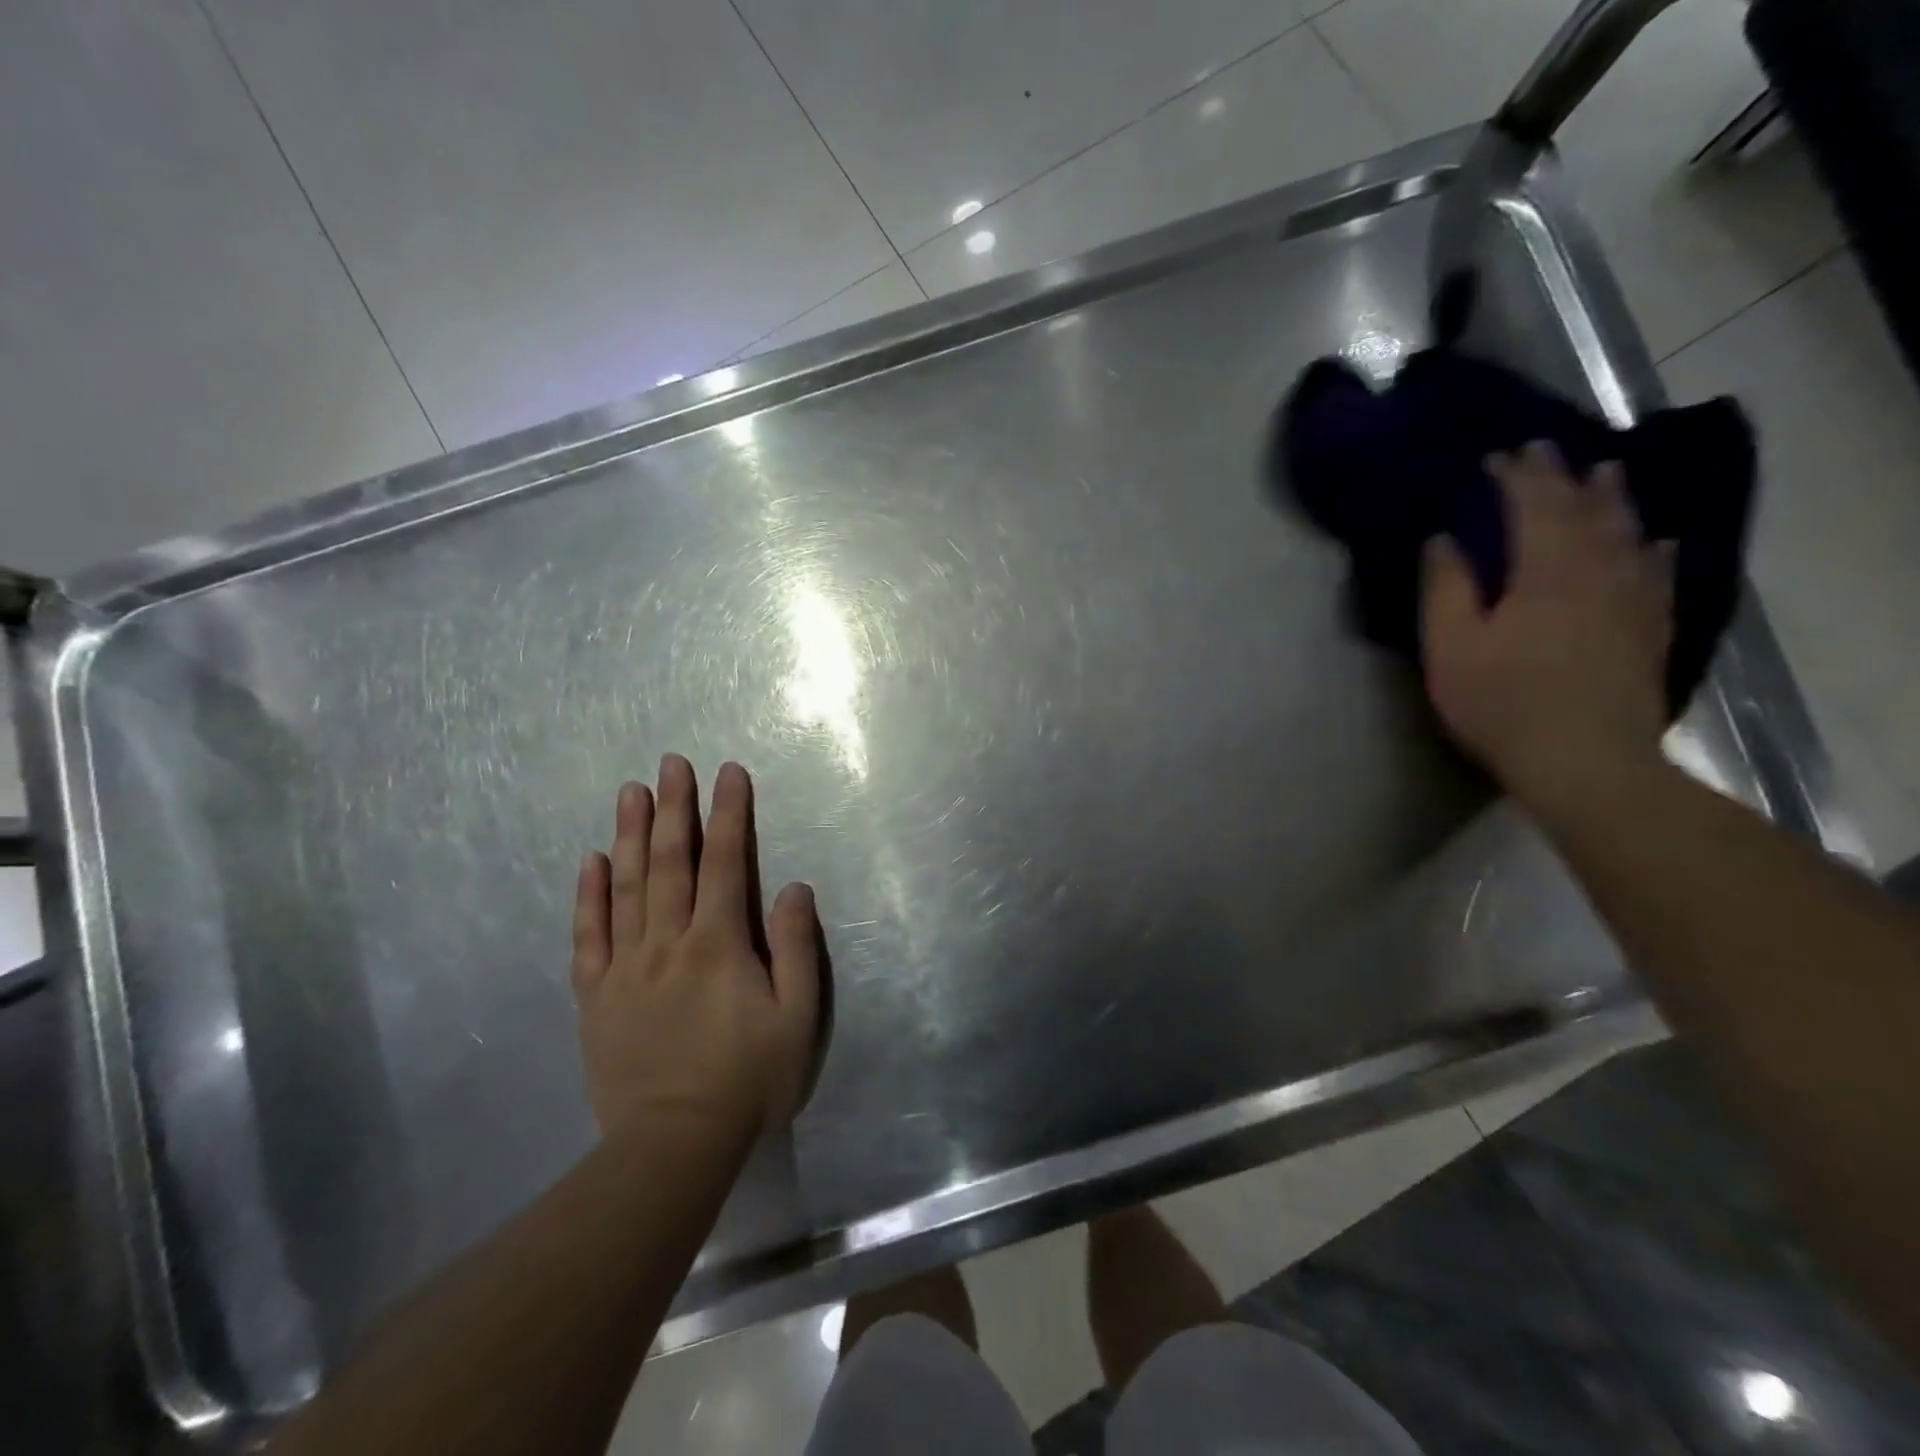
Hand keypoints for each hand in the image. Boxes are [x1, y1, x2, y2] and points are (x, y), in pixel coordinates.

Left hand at [572, 755, 823, 1142]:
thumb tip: (791, 887)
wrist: (674, 1146)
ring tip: (631, 792)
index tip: (728, 772)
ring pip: (627, 887)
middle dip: (675, 808)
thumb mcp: (797, 1018)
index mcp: (718, 943)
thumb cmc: (748, 1080)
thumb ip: (796, 948)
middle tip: (671, 763)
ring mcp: (626, 967)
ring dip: (631, 835)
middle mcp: (668, 942)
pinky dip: (589, 896)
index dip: (729, 814)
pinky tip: (591, 861)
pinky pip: (589, 936)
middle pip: (671, 862)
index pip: (724, 862)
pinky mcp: (596, 996)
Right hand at [1422, 442, 1672, 811]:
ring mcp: (1632, 601)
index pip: (1533, 506)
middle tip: (1546, 449)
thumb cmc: (1501, 701)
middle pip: (1585, 511)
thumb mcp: (1450, 646)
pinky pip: (1658, 577)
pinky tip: (1657, 543)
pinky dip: (1653, 552)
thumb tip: (1442, 539)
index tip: (1496, 456)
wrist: (1584, 760)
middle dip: (1562, 476)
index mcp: (1545, 572)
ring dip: (1613, 500)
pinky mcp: (1650, 632)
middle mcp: (1597, 573)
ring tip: (1607, 473)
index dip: (1515, 477)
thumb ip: (1445, 588)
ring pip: (1627, 535)